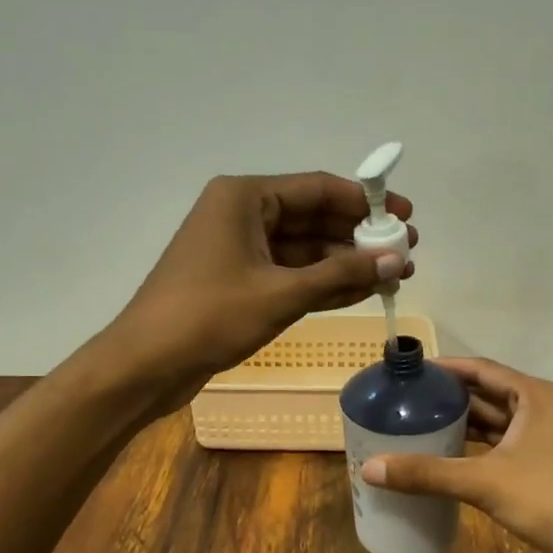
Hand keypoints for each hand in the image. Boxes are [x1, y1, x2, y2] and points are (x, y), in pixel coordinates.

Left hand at [101, 173, 415, 413]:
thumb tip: (397, 260)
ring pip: (304, 249)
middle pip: (313, 217)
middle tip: (406, 252)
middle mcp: (242, 215)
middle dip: (359, 236)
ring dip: (345, 262)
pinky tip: (361, 290)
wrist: (146, 364)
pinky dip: (322, 283)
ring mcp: (239, 250)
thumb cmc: (209, 316)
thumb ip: (341, 274)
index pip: (317, 188)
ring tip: (394, 275)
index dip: (366, 202)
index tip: (406, 216)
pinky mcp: (239, 282)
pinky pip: (289, 274)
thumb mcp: (281, 294)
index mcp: (244, 198)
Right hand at [360, 358, 552, 552]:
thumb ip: (427, 473)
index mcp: (537, 396)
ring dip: (465, 424)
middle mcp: (546, 409)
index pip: (483, 369)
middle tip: (409, 400)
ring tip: (421, 425)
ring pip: (499, 423)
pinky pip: (506, 447)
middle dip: (451, 397)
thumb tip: (369, 469)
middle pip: (490, 394)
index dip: (446, 368)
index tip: (412, 371)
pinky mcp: (549, 467)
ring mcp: (550, 440)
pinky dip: (479, 449)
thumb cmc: (550, 500)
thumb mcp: (484, 483)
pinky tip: (450, 458)